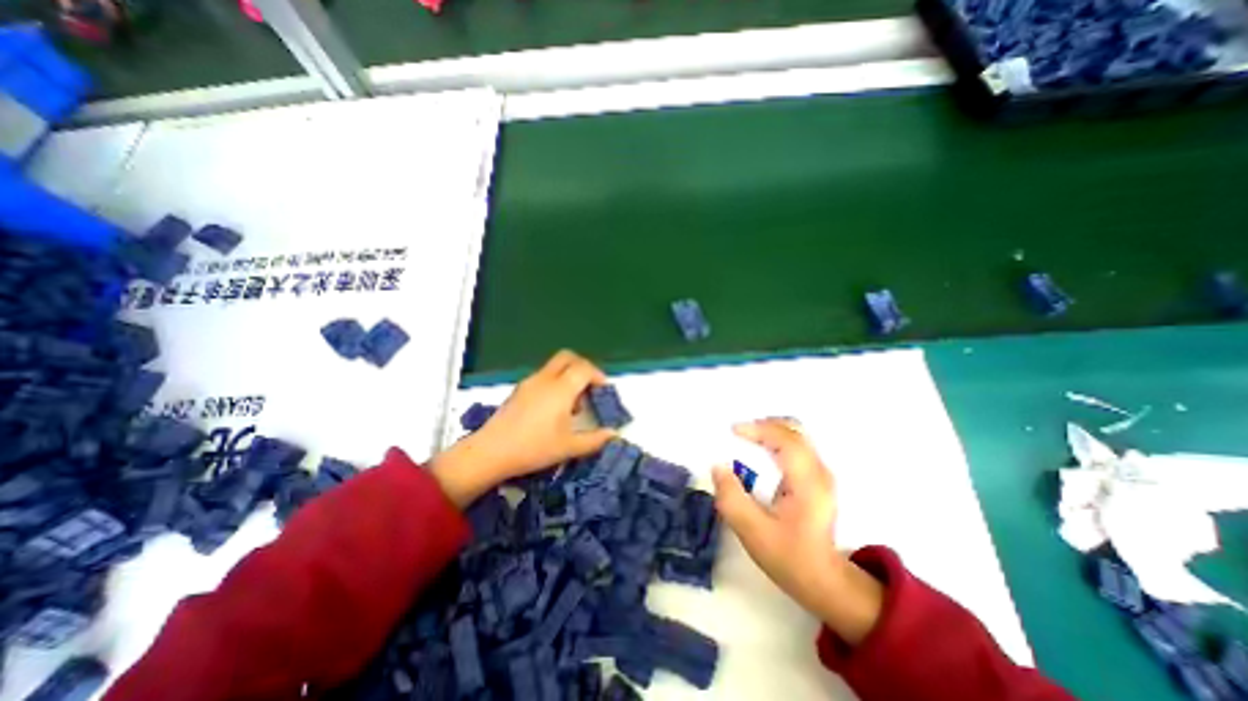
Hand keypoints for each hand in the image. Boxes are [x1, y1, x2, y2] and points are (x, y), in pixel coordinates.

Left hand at [431, 354, 615, 507]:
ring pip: (554, 366)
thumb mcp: (568, 448)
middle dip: (583, 367)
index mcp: (560, 389)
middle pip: (568, 357)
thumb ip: (594, 440)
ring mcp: (530, 382)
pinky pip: (543, 376)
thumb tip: (613, 434)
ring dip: (569, 375)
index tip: (603, 391)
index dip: (598, 375)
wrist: (490, 452)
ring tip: (573, 404)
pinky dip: (555, 382)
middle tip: (590, 387)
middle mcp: (545, 379)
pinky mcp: (519, 390)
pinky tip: (553, 409)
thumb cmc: (533, 448)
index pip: (584, 368)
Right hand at [717, 419, 881, 644]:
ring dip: (770, 430)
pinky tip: (761, 452)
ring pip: (796, 434)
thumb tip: (718, 466)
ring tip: (747, 439)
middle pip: (794, 430)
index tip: (733, 431)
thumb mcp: (753, 532)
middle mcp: (819, 471)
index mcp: (807, 483)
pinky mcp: (818, 477)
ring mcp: (821, 473)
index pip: (786, 440)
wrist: (824, 580)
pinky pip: (797, 445)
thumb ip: (732, 498)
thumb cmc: (789, 557)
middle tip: (738, 433)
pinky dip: (776, 439)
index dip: (758, 429)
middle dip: (763, 425)